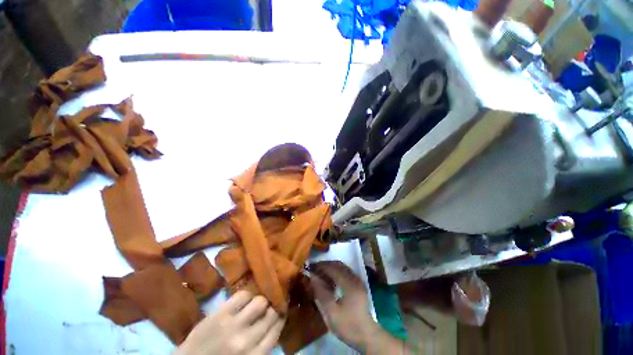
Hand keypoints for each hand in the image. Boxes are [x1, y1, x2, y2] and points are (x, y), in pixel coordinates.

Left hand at [175, 291, 284, 354]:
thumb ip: (261, 346)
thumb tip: (275, 324)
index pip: (276, 330)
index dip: (281, 317)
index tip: (283, 309)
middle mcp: (247, 340)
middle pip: (271, 314)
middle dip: (274, 306)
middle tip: (273, 302)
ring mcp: (233, 325)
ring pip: (260, 301)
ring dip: (262, 300)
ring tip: (259, 300)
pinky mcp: (221, 313)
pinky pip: (243, 295)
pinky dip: (247, 295)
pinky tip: (246, 298)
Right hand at [309, 261, 378, 350]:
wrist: (366, 335)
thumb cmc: (347, 325)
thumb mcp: (331, 312)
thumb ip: (321, 292)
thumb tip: (312, 277)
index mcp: (349, 284)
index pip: (333, 268)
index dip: (321, 266)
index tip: (310, 267)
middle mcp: (355, 278)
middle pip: (338, 265)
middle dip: (325, 265)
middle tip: (313, 269)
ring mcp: (358, 280)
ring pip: (342, 267)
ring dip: (330, 267)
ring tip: (319, 273)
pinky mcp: (358, 284)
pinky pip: (345, 271)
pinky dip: (336, 271)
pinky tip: (329, 279)